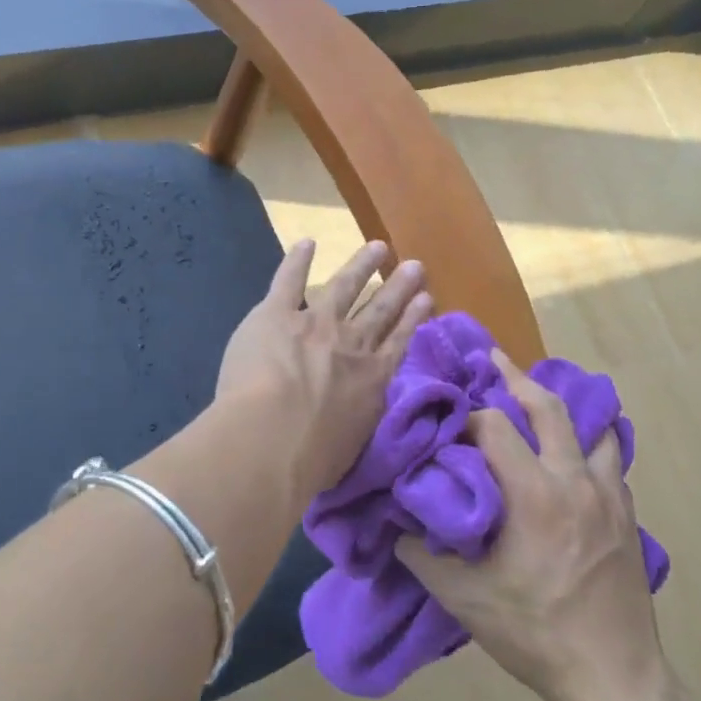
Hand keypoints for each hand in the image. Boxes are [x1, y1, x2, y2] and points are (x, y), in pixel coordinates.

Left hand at [215, 238, 432, 497]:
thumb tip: (356, 414)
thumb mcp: (352, 445)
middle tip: (414, 265)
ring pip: (344, 286)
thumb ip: (357, 420)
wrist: (273, 437)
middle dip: (398, 287)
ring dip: (362, 265)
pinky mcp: (276, 314)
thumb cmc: (312, 458)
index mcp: (371, 379)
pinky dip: (298, 260)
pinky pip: (289, 280)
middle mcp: (350, 344)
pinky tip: (307, 242)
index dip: (413, 318)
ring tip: (378, 247)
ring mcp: (315, 323)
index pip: (398, 342)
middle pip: (380, 309)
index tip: (427, 298)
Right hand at [397, 350, 670, 700]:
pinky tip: (576, 453)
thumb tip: (394, 524)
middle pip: (549, 407)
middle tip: (495, 359)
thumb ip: (422, 554)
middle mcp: (574, 482)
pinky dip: (592, 442)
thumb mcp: (463, 599)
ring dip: (564, 407)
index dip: (468, 415)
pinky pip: (611, 460)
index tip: (449, 419)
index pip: (495, 426)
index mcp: (532, 495)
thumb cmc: (535, 634)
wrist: (615, 680)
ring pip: (593, 427)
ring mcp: (608, 497)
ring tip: (541, 399)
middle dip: (518, 378)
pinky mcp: (627, 516)